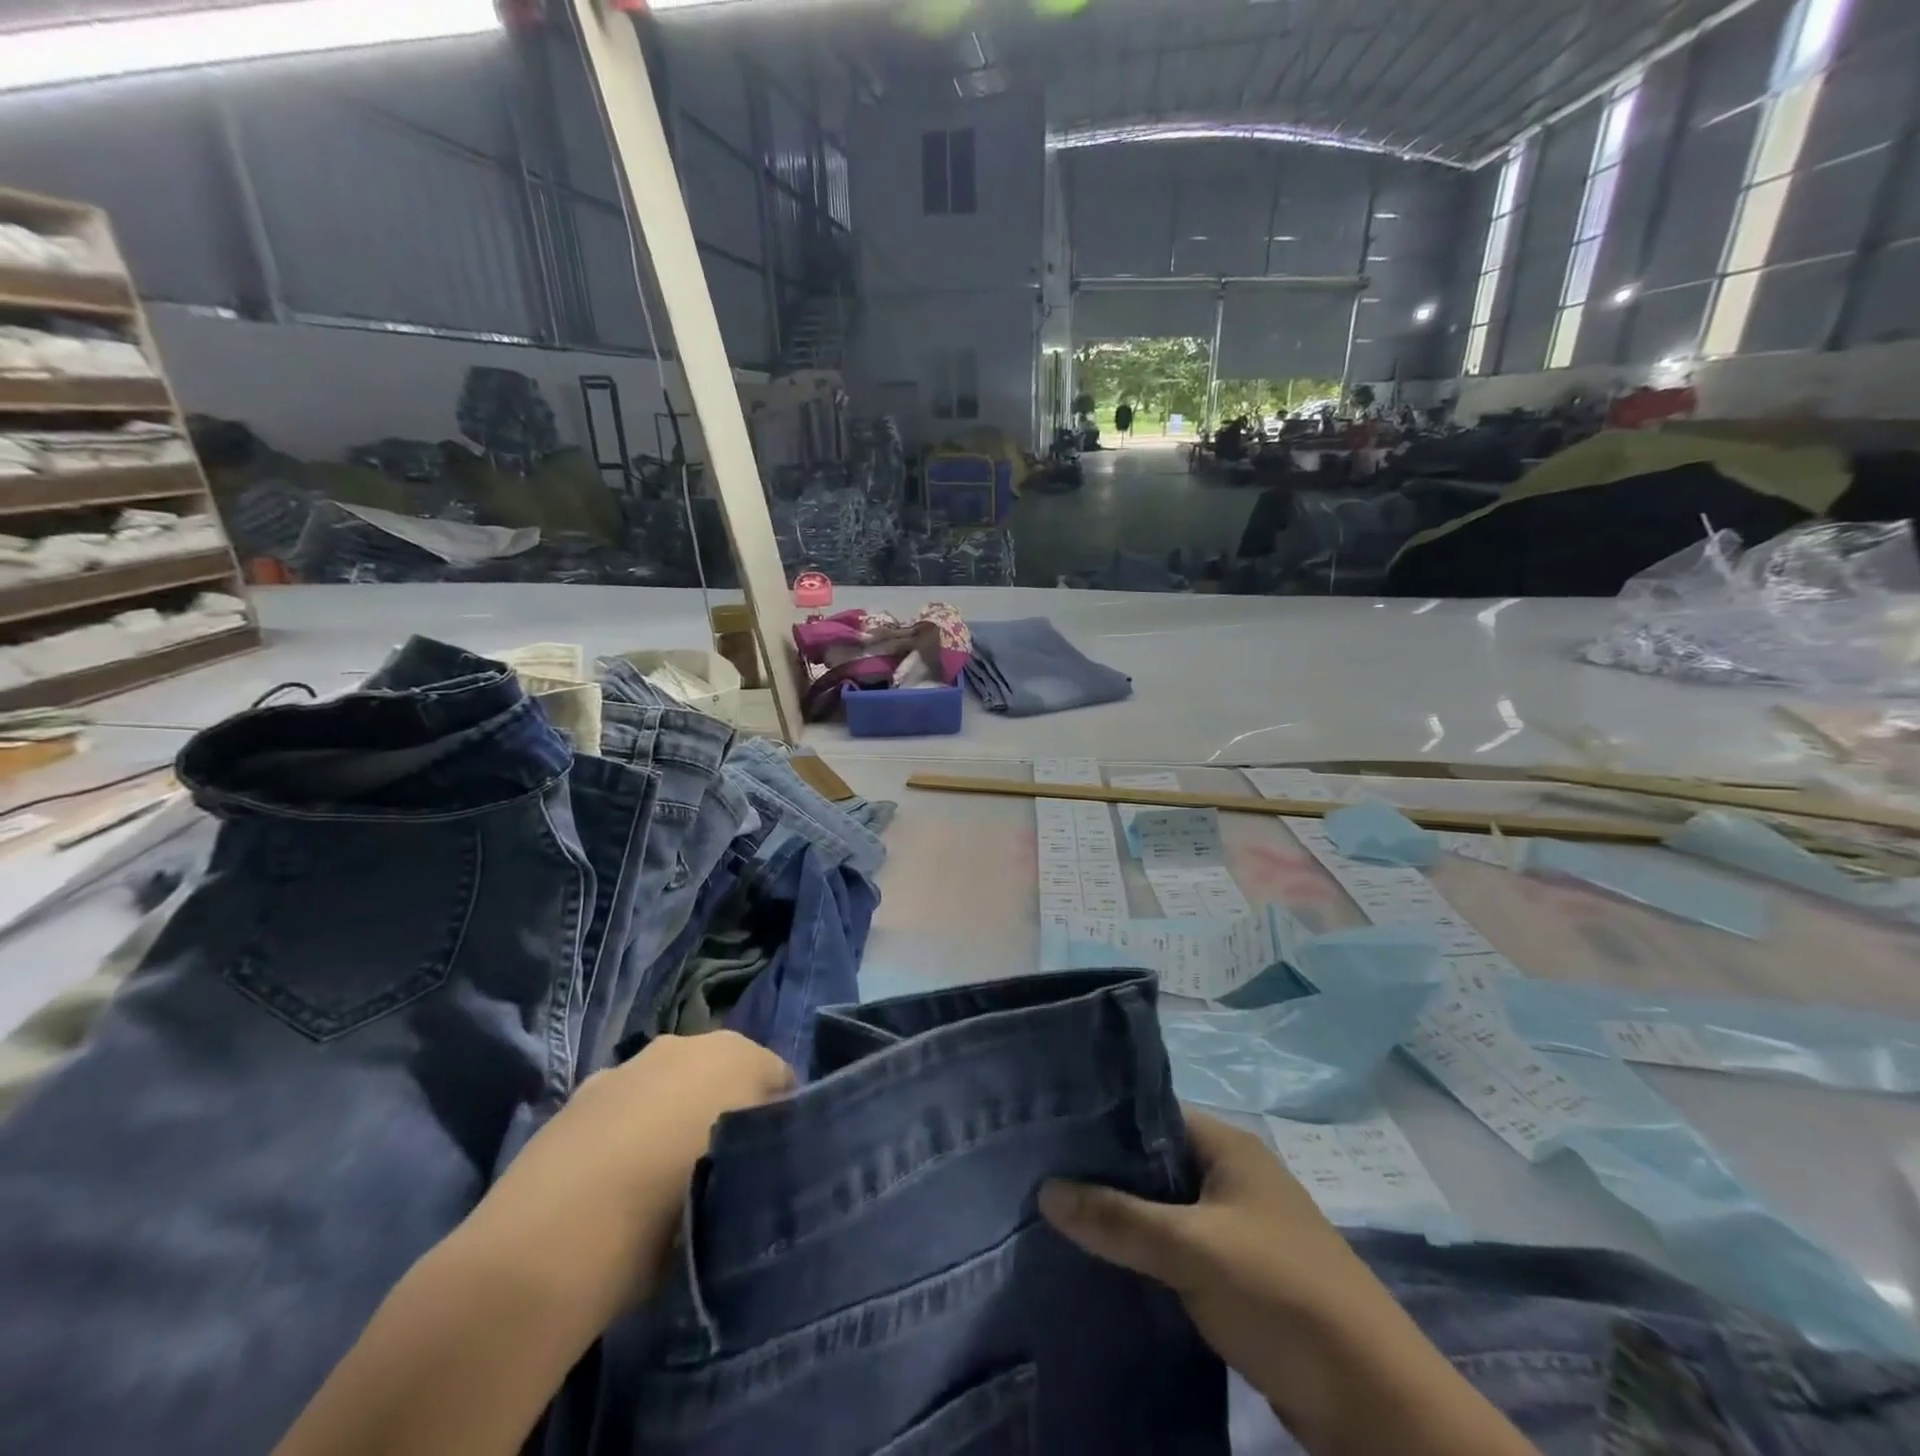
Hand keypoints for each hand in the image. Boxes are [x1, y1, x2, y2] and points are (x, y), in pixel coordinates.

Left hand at [466, 1033, 792, 1312]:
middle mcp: (685, 1044)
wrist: (551, 1242)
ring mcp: (628, 1067)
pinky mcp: (580, 1096)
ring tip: (669, 1182)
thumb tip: (760, 1153)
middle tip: (726, 1173)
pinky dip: (633, 1128)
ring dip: (677, 1117)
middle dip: (729, 1111)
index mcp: (736, 1054)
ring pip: (672, 1087)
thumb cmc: (671, 1208)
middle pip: (724, 1075)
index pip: (780, 1079)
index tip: (772, 1167)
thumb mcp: (743, 1188)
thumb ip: (762, 1155)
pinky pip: (627, 1106)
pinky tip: (620, 1180)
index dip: (781, 1122)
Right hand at [1041, 1110, 1537, 1455]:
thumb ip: (1119, 1219)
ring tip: (1057, 1219)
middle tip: (1040, 1178)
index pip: (1150, 1114)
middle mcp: (1232, 1176)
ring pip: (1164, 1210)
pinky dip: (1144, 1255)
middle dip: (1103, 1175)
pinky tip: (1101, 1264)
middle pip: (1154, 1163)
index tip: (1047, 1136)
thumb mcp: (1195, 1251)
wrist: (1375, 1406)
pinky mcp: (1238, 1275)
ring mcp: (1237, 1227)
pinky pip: (1178, 1250)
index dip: (1101, 1122)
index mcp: (1229, 1147)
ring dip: (1122, 1219)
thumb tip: (1045, 1189)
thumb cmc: (1284, 1298)